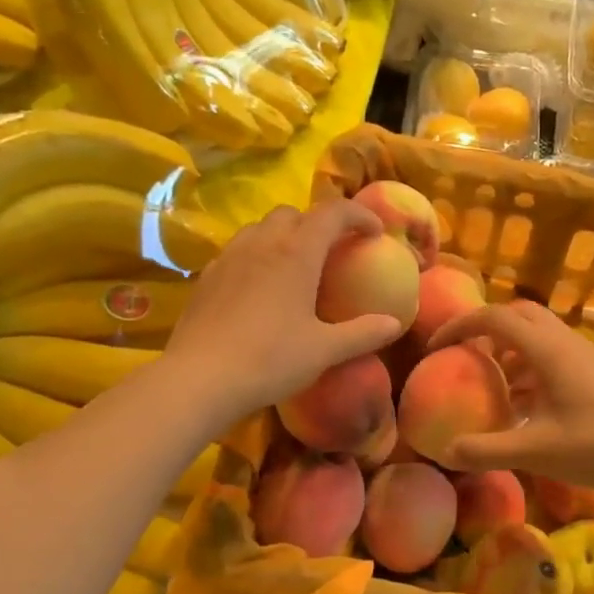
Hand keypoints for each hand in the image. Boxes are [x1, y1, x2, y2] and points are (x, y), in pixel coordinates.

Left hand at [164, 200, 402, 422]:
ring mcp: (229, 257)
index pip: (332, 213)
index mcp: (296, 253)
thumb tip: (395, 324)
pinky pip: (237, 250)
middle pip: (293, 213)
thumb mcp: (324, 351)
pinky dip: (257, 255)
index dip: (358, 215)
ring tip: (295, 266)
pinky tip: (259, 288)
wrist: (199, 379)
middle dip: (317, 223)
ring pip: (260, 228)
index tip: (375, 232)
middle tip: (332, 251)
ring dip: (284, 236)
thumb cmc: (269, 360)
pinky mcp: (207, 276)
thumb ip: (363, 334)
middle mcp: (261, 244)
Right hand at [428, 299, 593, 494]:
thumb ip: (487, 450)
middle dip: (485, 328)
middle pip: (517, 314)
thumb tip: (445, 451)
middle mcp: (564, 342)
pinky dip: (528, 366)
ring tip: (490, 381)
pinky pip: (552, 354)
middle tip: (464, 355)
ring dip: (508, 348)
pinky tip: (523, 404)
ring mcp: (582, 355)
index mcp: (547, 350)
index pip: (494, 318)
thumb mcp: (537, 452)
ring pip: (537, 333)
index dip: (459, 326)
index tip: (435, 348)